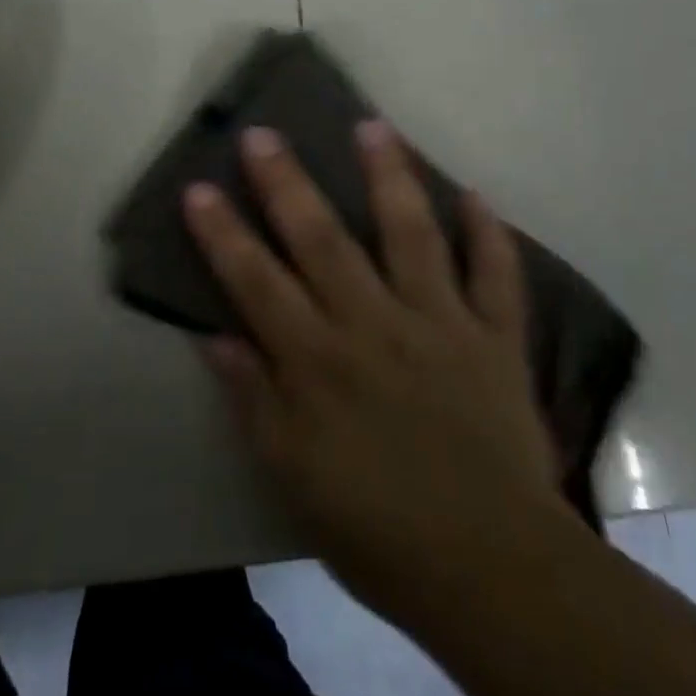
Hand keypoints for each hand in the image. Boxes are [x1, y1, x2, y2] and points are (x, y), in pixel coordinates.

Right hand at [183, 121, 567, 631]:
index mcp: (321, 361)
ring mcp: (440, 322)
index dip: (223, 233)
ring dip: (390, 177)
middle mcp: (375, 324)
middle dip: (287, 183)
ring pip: (411, 234)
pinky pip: (496, 275)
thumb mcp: (294, 478)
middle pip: (323, 239)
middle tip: (264, 133)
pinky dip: (490, 234)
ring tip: (372, 126)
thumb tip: (215, 337)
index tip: (199, 185)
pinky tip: (476, 195)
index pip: (257, 282)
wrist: (492, 569)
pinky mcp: (495, 336)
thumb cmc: (379, 529)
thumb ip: (254, 402)